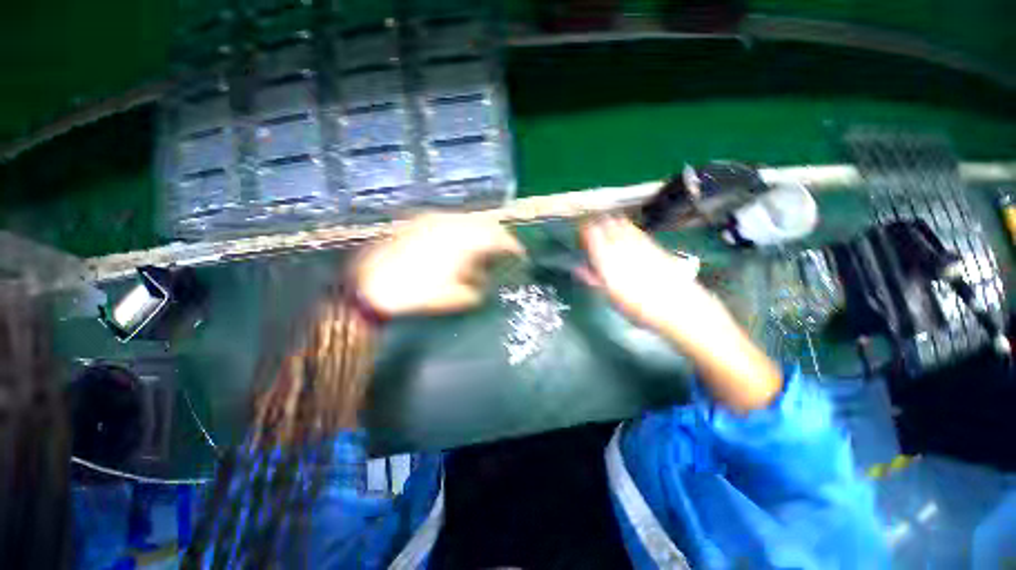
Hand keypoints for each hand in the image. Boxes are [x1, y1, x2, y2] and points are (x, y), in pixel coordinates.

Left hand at [354, 214, 523, 317]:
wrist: (373, 286)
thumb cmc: (419, 295)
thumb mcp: (457, 297)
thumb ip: (478, 284)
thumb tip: (485, 276)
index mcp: (463, 242)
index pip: (497, 238)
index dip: (512, 246)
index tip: (520, 255)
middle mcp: (450, 223)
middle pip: (485, 222)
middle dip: (498, 236)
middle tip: (504, 250)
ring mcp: (433, 219)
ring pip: (467, 218)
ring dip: (480, 231)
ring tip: (483, 248)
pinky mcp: (419, 221)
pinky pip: (450, 220)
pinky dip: (462, 229)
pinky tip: (460, 243)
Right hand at [580, 216, 781, 411]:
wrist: (682, 310)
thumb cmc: (641, 310)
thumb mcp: (613, 299)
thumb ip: (594, 280)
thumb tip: (579, 268)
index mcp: (609, 260)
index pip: (592, 234)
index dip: (583, 231)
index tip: (579, 235)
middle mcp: (623, 247)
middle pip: (606, 224)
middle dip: (595, 224)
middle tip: (590, 233)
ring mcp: (640, 243)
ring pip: (621, 224)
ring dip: (610, 223)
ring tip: (605, 229)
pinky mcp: (654, 245)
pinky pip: (635, 230)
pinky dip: (625, 227)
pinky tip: (625, 231)